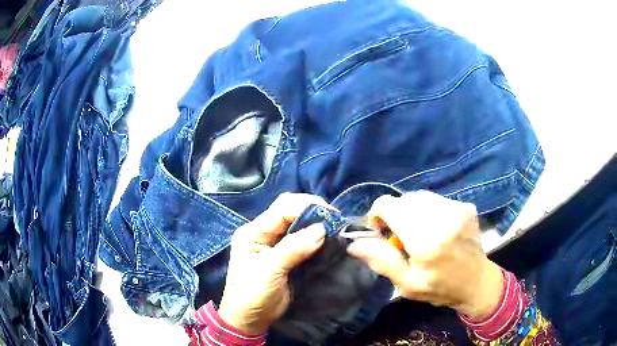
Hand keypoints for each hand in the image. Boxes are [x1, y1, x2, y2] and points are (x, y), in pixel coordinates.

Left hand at [218, 193, 328, 333]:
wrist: (249, 318)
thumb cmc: (252, 295)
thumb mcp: (269, 272)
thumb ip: (293, 249)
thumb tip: (321, 230)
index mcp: (252, 232)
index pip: (281, 210)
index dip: (305, 207)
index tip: (330, 215)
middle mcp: (263, 233)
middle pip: (288, 211)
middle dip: (311, 211)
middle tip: (334, 219)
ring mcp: (274, 244)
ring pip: (296, 223)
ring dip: (314, 223)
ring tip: (334, 227)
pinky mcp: (285, 255)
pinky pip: (301, 239)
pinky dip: (314, 237)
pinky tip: (326, 239)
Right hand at [347, 190, 503, 319]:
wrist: (477, 282)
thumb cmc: (439, 288)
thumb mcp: (406, 284)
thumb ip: (381, 261)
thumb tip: (354, 243)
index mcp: (426, 240)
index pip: (389, 205)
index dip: (377, 215)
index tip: (382, 233)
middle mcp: (443, 217)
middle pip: (403, 200)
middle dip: (396, 215)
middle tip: (402, 238)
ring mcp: (457, 208)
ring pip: (419, 197)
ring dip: (412, 212)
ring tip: (420, 233)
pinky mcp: (465, 206)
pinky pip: (436, 200)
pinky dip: (429, 211)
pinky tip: (436, 229)